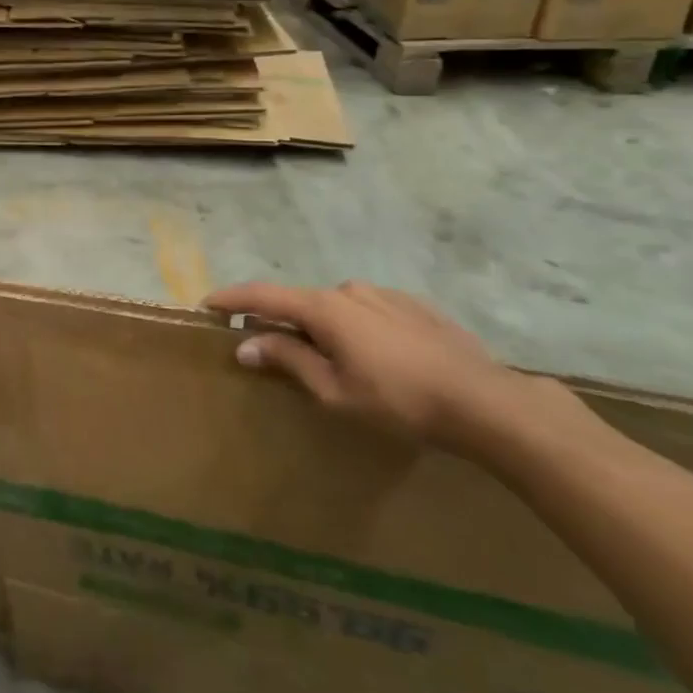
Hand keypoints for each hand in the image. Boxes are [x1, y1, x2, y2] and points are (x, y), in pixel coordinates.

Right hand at [203, 280, 542, 451]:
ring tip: (329, 359)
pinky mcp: (414, 306)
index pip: (263, 295)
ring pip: (337, 307)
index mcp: (324, 308)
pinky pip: (368, 311)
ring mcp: (385, 294)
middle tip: (271, 349)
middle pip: (301, 302)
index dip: (232, 299)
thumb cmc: (398, 401)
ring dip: (322, 326)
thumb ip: (288, 359)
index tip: (207, 304)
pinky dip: (354, 327)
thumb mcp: (334, 390)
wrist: (485, 401)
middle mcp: (349, 290)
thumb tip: (246, 343)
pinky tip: (373, 357)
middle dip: (281, 322)